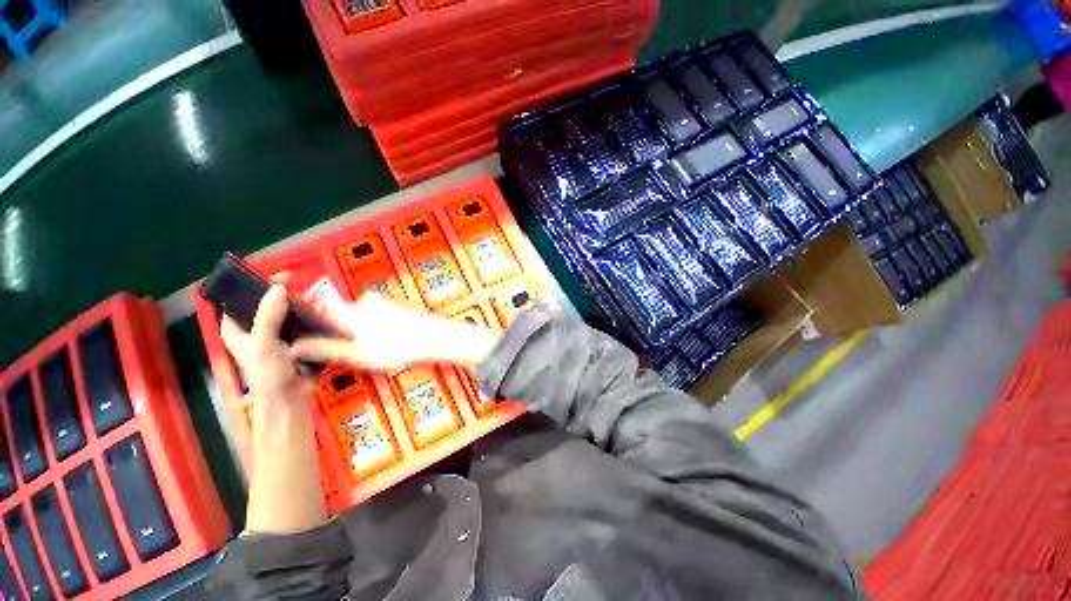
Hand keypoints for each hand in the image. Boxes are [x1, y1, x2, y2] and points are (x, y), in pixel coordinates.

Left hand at [221, 285, 313, 407]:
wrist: (291, 397)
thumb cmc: (267, 373)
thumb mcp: (263, 343)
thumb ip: (268, 315)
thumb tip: (278, 287)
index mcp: (236, 328)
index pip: (241, 299)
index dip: (255, 284)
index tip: (277, 275)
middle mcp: (255, 328)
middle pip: (267, 302)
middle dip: (283, 292)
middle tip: (298, 284)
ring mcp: (277, 333)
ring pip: (287, 311)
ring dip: (300, 303)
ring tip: (314, 297)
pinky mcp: (297, 339)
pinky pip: (303, 321)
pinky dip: (311, 314)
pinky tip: (322, 310)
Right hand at [291, 292, 501, 370]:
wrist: (436, 338)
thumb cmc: (399, 346)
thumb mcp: (356, 354)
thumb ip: (324, 349)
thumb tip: (294, 348)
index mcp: (352, 308)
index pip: (320, 312)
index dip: (316, 329)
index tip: (318, 344)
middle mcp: (367, 301)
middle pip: (342, 317)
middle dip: (343, 335)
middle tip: (355, 354)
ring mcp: (385, 303)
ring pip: (362, 320)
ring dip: (363, 335)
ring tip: (377, 352)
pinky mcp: (399, 308)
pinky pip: (379, 320)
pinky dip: (379, 332)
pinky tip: (389, 345)